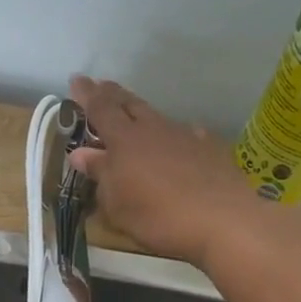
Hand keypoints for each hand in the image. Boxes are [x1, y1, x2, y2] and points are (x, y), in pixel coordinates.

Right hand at [68, 76, 257, 268]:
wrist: (223, 221)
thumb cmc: (158, 216)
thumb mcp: (117, 204)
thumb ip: (100, 174)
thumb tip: (82, 154)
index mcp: (125, 140)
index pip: (101, 109)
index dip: (87, 95)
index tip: (77, 80)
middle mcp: (154, 129)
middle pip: (130, 104)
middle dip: (112, 94)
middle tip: (101, 86)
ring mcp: (185, 136)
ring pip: (157, 117)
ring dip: (142, 114)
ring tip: (134, 115)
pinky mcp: (210, 149)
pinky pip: (186, 133)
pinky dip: (173, 135)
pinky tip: (177, 142)